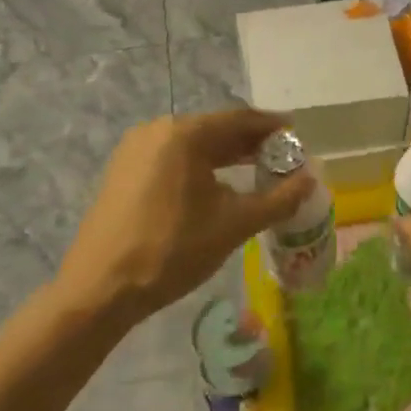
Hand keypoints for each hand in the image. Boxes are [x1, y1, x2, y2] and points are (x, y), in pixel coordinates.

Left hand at [61, 108, 312, 321]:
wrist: (100, 290)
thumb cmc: (173, 250)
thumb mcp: (235, 224)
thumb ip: (279, 199)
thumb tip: (311, 180)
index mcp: (184, 134)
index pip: (239, 120)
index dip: (272, 127)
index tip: (297, 134)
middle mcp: (157, 130)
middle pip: (215, 129)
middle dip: (250, 142)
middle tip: (282, 157)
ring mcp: (135, 150)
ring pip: (193, 145)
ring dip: (226, 155)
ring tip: (257, 171)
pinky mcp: (123, 171)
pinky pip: (172, 158)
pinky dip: (200, 166)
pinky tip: (217, 187)